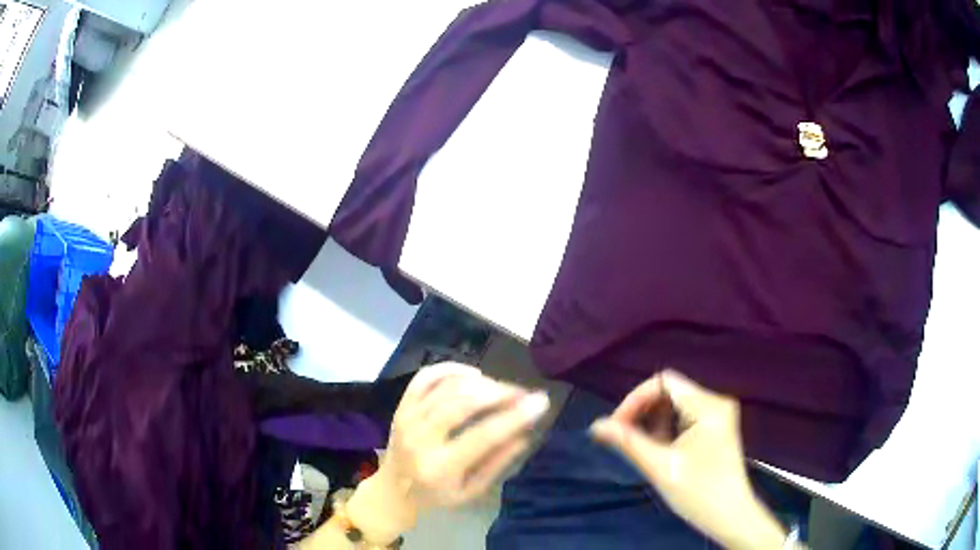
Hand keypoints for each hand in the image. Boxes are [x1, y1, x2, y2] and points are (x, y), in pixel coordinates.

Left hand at [346, 363, 549, 542]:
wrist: (393, 490)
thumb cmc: (436, 496)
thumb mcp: (471, 491)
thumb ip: (497, 463)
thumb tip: (526, 433)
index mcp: (440, 468)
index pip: (483, 436)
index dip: (515, 416)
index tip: (541, 401)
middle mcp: (420, 439)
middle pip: (462, 403)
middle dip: (499, 393)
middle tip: (523, 393)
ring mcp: (407, 418)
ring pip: (447, 387)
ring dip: (481, 382)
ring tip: (503, 389)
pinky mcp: (401, 406)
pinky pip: (425, 377)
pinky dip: (451, 369)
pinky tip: (473, 374)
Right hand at [590, 370, 787, 549]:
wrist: (730, 516)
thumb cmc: (699, 493)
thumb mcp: (661, 468)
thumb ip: (629, 443)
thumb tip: (597, 425)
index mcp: (708, 406)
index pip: (664, 382)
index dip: (635, 399)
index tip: (616, 426)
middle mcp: (715, 402)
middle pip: (669, 391)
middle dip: (642, 410)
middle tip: (621, 436)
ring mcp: (717, 414)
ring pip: (675, 404)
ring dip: (652, 420)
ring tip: (638, 445)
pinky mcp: (715, 427)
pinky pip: (683, 416)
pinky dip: (665, 428)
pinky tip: (656, 448)